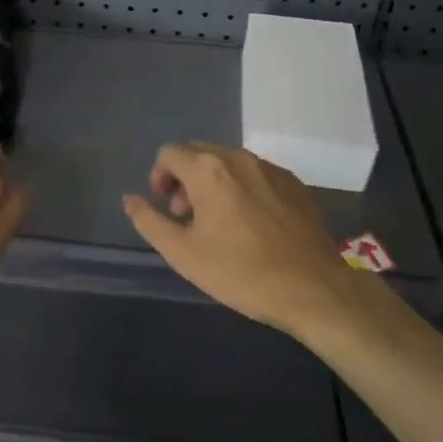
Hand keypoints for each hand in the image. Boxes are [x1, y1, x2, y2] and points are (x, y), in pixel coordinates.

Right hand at [122, 143, 363, 335]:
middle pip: (199, 152)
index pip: (170, 153)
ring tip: (217, 221)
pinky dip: (241, 187)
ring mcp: (271, 168)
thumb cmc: (241, 272)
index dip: (159, 177)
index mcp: (208, 170)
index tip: (165, 208)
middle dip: (184, 177)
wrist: (313, 289)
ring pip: (228, 161)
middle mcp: (239, 158)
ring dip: (212, 182)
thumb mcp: (183, 254)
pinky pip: (255, 173)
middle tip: (186, 215)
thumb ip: (150, 221)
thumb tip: (130, 199)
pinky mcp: (294, 183)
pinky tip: (250, 223)